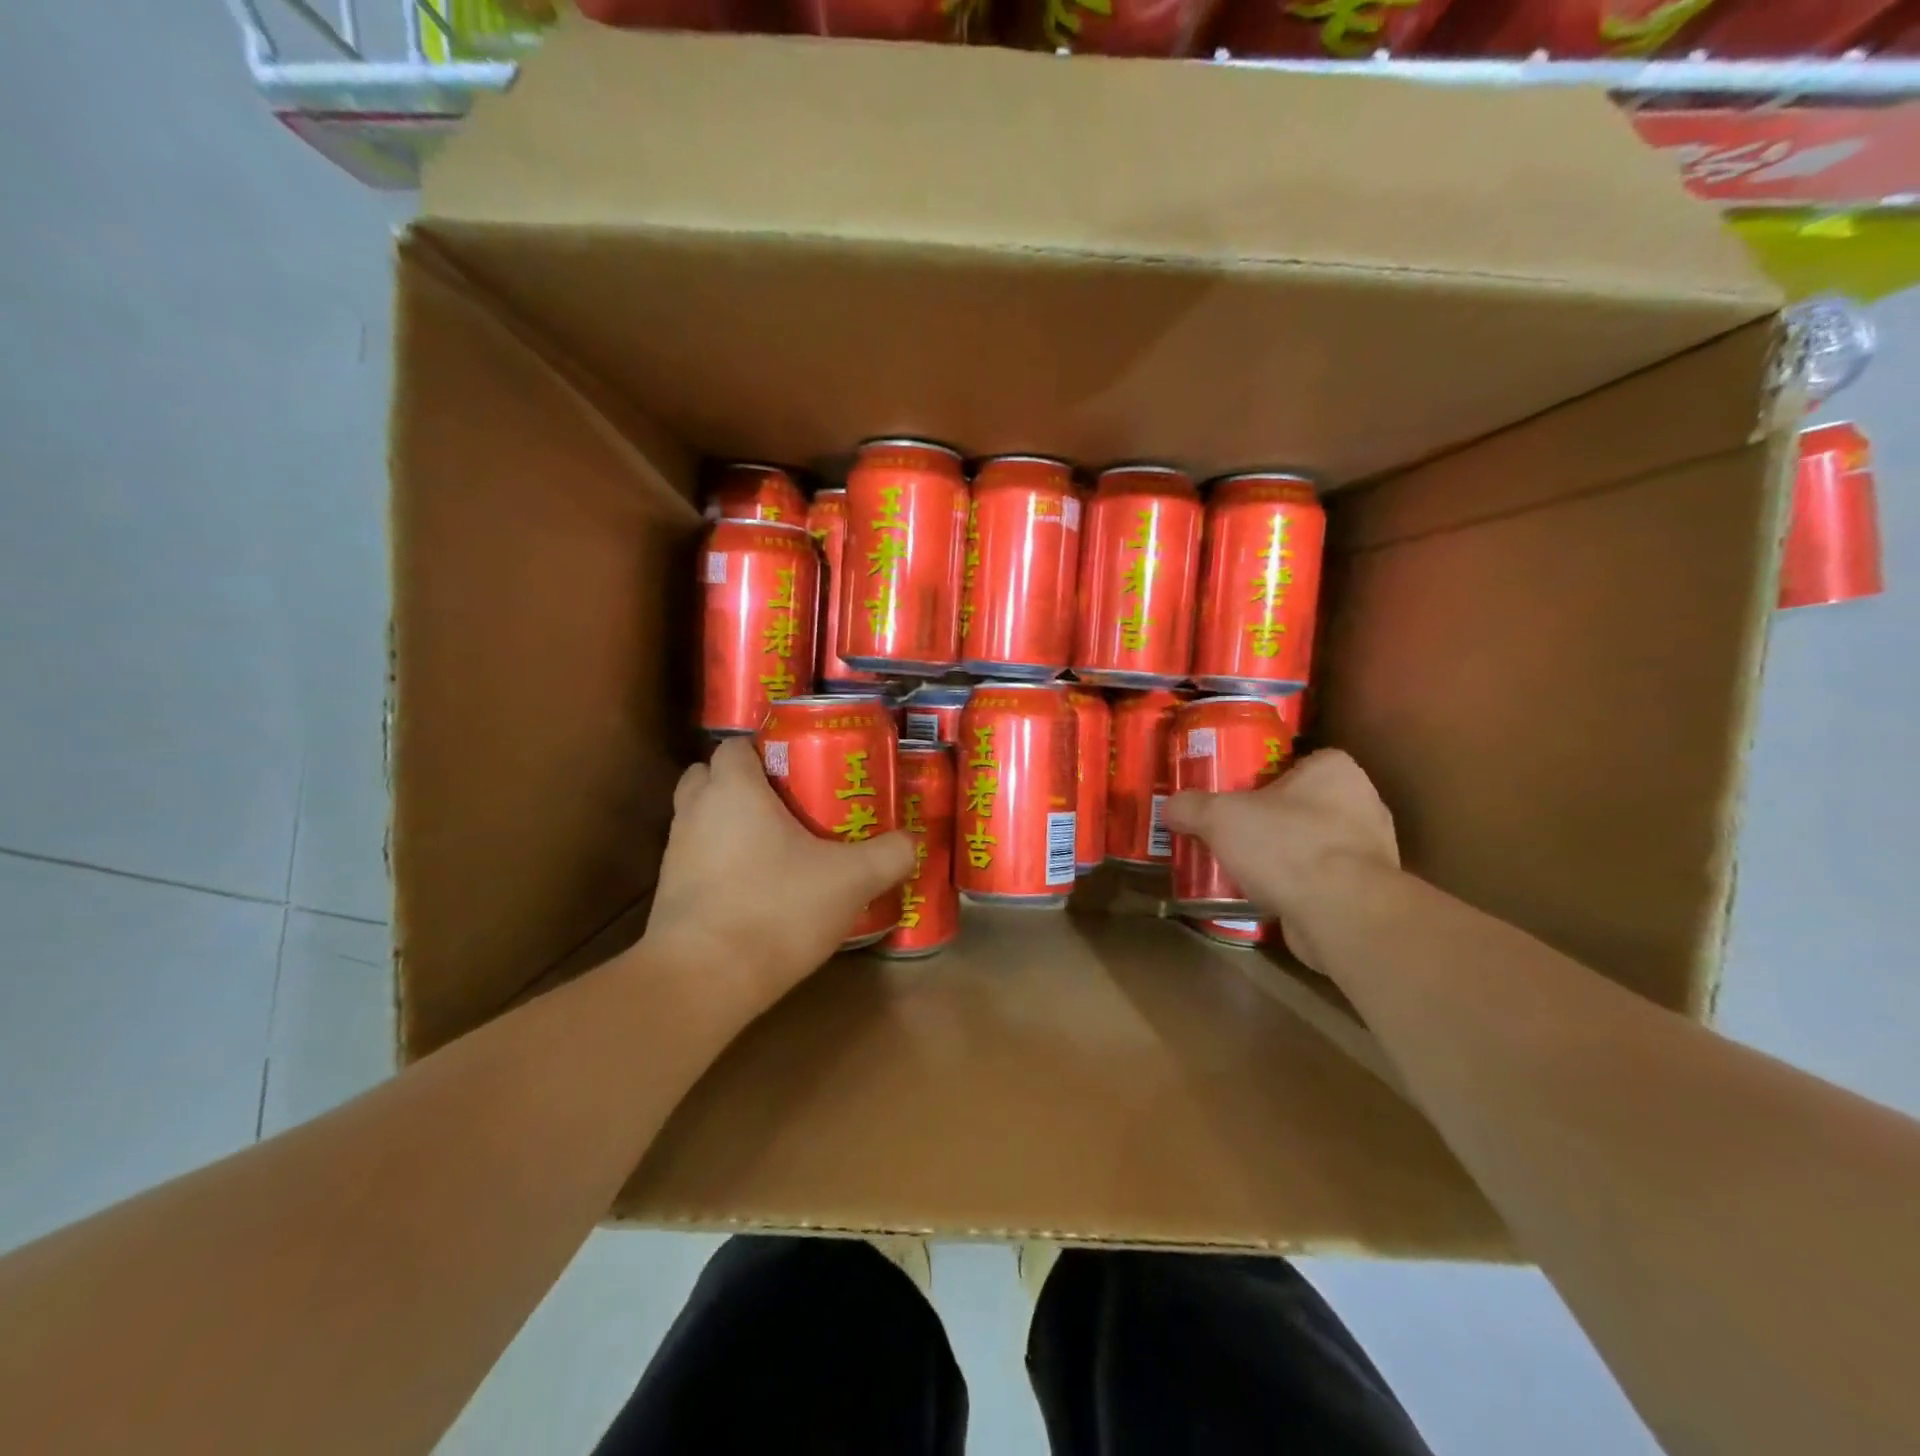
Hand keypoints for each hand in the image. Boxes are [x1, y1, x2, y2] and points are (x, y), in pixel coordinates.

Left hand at [640, 737, 917, 1017]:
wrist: (704, 981)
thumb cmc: (776, 909)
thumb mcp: (851, 880)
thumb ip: (888, 855)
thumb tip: (910, 842)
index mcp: (733, 790)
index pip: (735, 745)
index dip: (764, 750)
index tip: (800, 767)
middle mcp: (695, 812)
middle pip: (710, 776)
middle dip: (743, 783)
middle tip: (788, 801)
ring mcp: (676, 854)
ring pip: (702, 819)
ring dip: (731, 824)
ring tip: (779, 846)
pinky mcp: (671, 895)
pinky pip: (699, 860)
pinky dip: (723, 863)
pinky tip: (760, 888)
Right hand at [1163, 749, 1397, 969]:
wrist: (1341, 914)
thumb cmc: (1286, 845)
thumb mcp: (1220, 817)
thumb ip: (1191, 807)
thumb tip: (1170, 808)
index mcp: (1335, 770)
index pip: (1297, 762)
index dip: (1264, 776)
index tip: (1236, 795)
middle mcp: (1362, 802)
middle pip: (1303, 804)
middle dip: (1271, 819)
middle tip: (1233, 831)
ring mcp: (1371, 849)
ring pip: (1314, 843)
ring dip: (1285, 855)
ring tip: (1244, 867)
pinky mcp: (1367, 890)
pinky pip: (1324, 880)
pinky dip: (1299, 886)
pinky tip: (1268, 896)